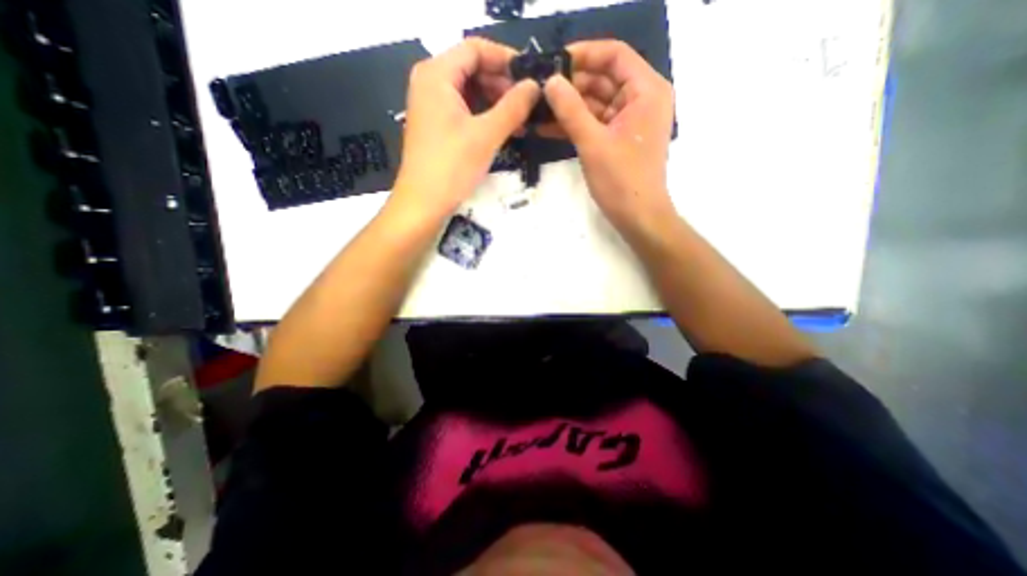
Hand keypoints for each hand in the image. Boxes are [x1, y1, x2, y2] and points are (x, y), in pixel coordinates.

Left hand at [389, 36, 539, 219]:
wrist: (423, 204)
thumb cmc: (451, 167)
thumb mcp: (487, 135)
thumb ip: (513, 107)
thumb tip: (535, 87)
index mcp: (436, 75)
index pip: (475, 49)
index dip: (505, 59)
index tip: (531, 76)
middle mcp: (430, 83)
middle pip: (472, 69)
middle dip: (502, 84)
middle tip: (528, 103)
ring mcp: (431, 106)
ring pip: (469, 92)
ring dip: (496, 103)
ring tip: (520, 120)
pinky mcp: (436, 126)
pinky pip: (463, 110)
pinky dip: (484, 117)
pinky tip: (503, 130)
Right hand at [540, 39, 679, 233]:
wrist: (638, 217)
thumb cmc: (621, 181)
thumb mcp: (593, 143)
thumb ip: (570, 110)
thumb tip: (550, 81)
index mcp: (645, 90)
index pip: (613, 55)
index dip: (583, 54)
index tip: (552, 63)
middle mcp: (641, 99)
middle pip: (602, 79)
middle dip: (570, 85)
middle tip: (538, 90)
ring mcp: (629, 121)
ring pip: (595, 103)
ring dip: (568, 107)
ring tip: (537, 109)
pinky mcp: (618, 139)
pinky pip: (594, 123)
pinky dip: (574, 125)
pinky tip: (548, 127)